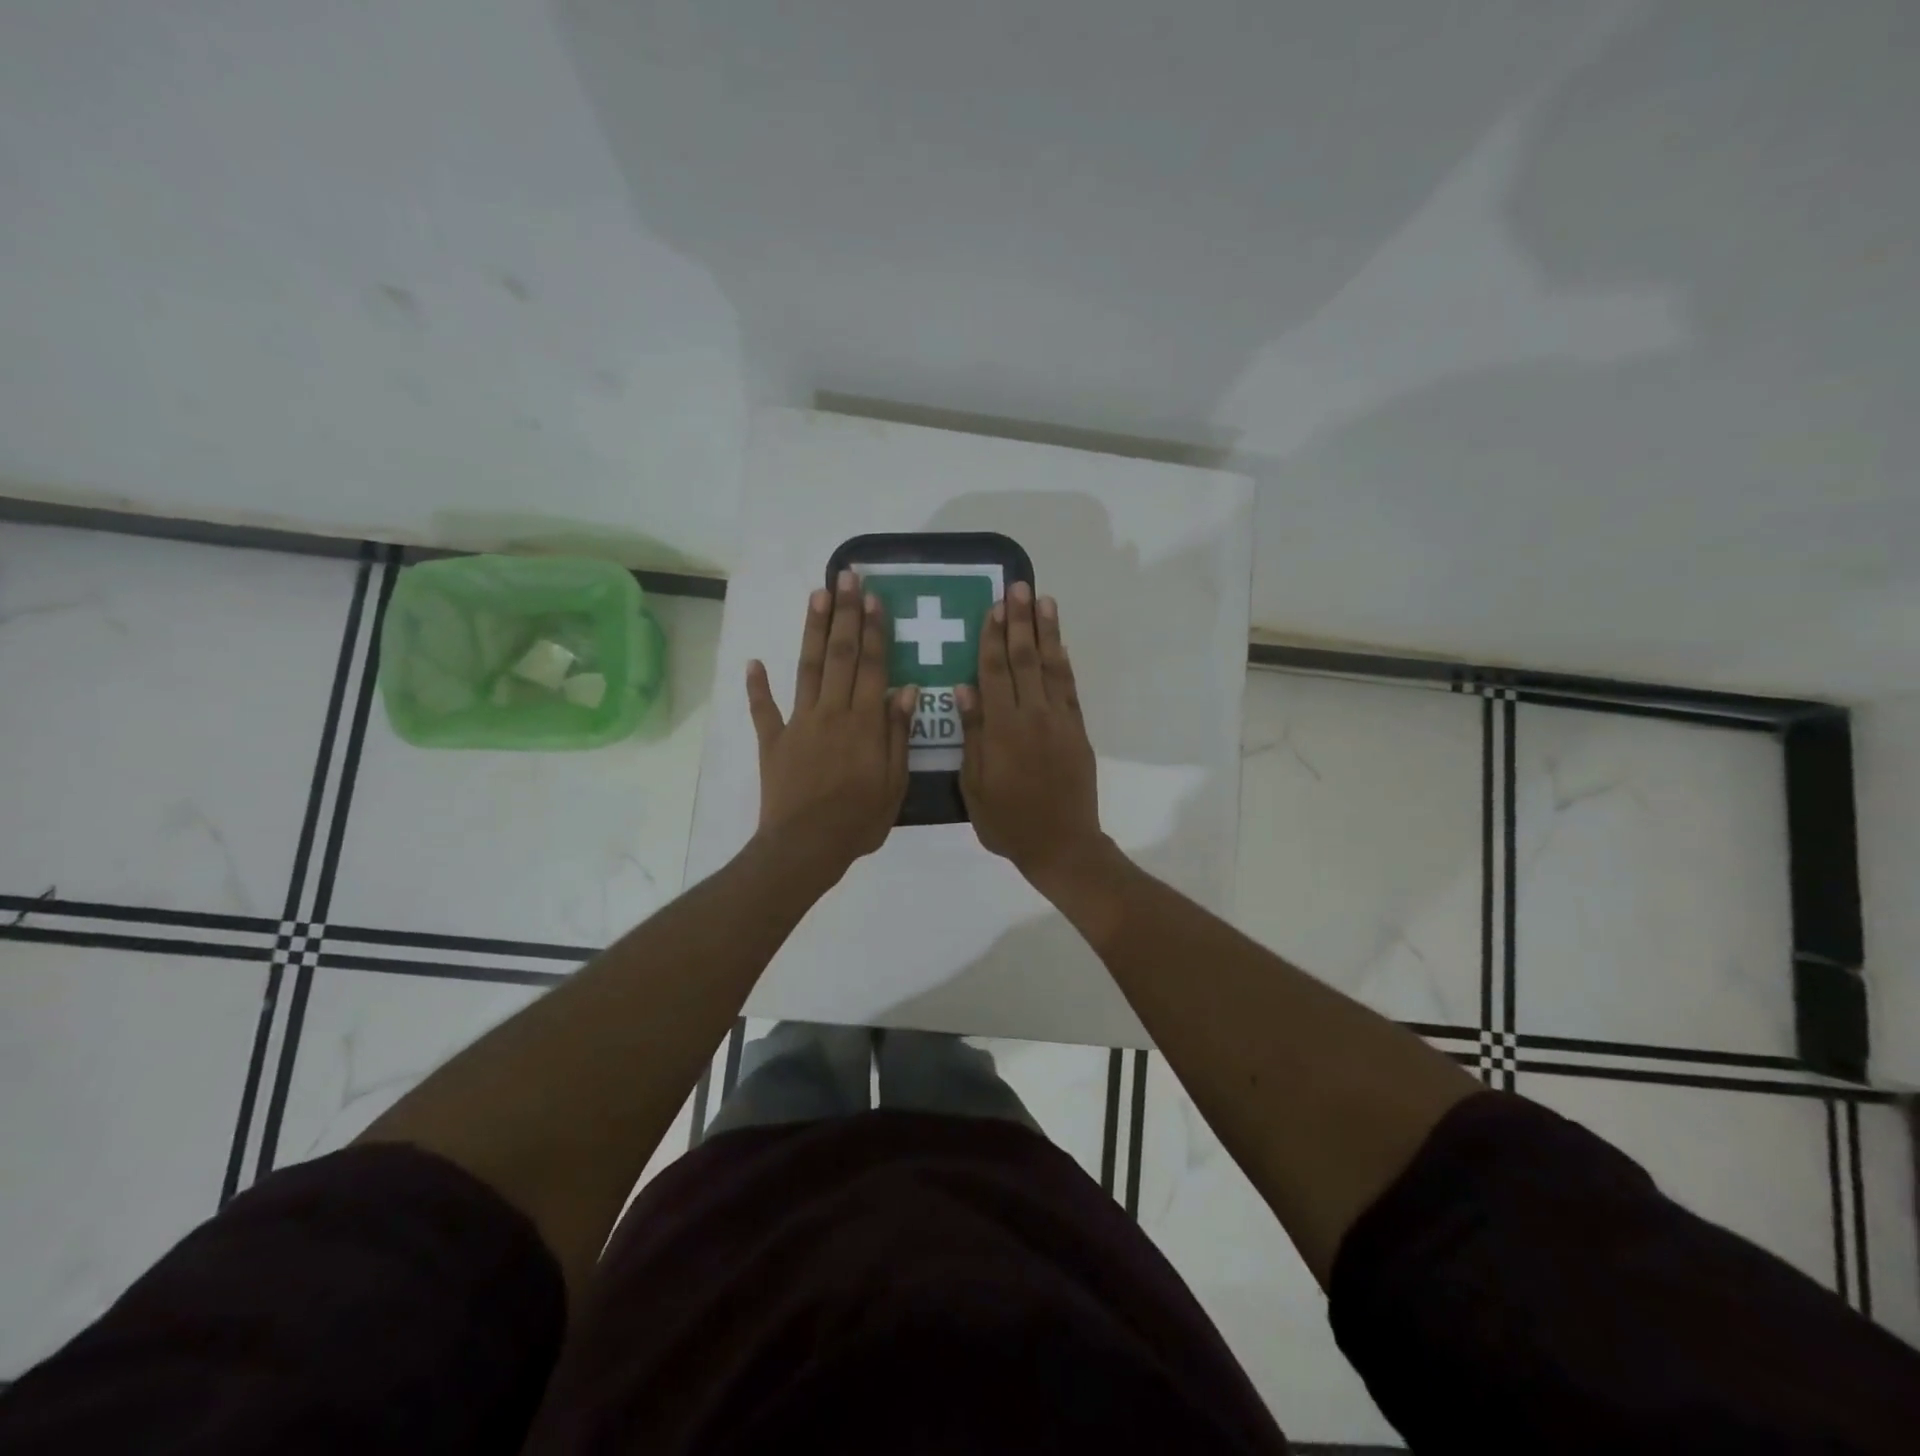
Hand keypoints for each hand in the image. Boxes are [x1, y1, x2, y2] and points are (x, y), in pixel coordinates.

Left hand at [746, 570, 917, 882]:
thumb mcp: (895, 782)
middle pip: (840, 655)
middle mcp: (832, 712)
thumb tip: (906, 689)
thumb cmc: (859, 820)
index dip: (874, 631)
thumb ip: (898, 733)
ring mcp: (799, 723)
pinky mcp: (773, 741)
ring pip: (807, 668)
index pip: (872, 666)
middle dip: (845, 614)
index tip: (874, 599)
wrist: (806, 847)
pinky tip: (754, 662)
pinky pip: (763, 709)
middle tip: (847, 578)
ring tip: (817, 595)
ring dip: (813, 631)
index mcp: (864, 722)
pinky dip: (757, 686)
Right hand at [957, 582, 1106, 889]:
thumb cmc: (1008, 821)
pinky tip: (1059, 644)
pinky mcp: (1078, 730)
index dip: (992, 638)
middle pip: (1024, 659)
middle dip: (1020, 622)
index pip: (994, 672)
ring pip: (1051, 667)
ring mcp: (1060, 721)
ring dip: (1046, 632)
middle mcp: (1032, 716)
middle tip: (1018, 587)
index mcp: (1002, 729)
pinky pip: (1070, 688)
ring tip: (1043, 601)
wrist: (1062, 844)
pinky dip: (1064, 663)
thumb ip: (973, 735)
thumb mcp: (975, 785)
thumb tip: (964, 689)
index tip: (993, 607)